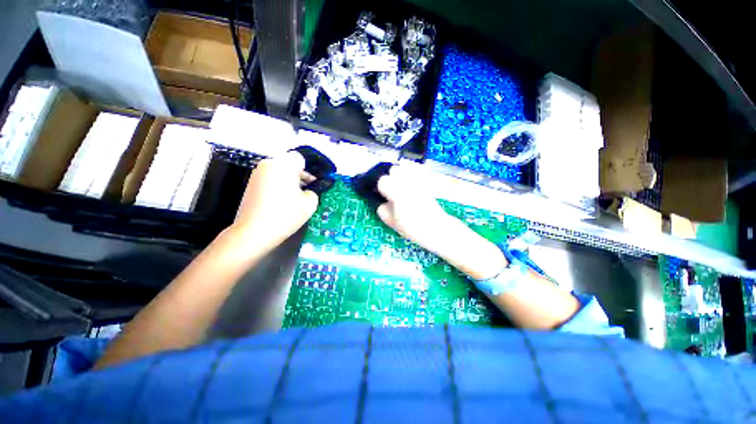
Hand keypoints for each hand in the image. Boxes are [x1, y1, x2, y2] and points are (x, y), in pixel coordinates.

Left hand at [231, 152, 318, 247]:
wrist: (254, 232)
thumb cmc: (286, 214)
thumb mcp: (310, 203)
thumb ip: (313, 191)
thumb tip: (307, 190)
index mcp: (283, 165)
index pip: (300, 159)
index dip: (309, 171)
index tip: (313, 185)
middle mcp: (268, 164)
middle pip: (288, 164)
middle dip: (299, 175)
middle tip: (305, 192)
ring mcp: (257, 174)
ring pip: (279, 172)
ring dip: (288, 181)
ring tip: (293, 198)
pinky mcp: (251, 185)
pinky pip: (270, 179)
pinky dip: (278, 186)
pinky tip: (281, 202)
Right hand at [376, 163, 505, 279]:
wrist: (436, 228)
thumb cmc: (413, 227)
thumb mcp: (392, 222)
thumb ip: (382, 210)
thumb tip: (382, 202)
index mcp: (397, 192)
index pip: (382, 180)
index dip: (381, 188)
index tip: (384, 196)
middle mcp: (408, 182)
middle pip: (394, 169)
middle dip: (391, 178)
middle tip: (392, 191)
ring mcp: (419, 181)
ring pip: (406, 167)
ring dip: (401, 174)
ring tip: (402, 186)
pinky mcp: (427, 182)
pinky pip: (417, 170)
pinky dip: (412, 173)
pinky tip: (411, 184)